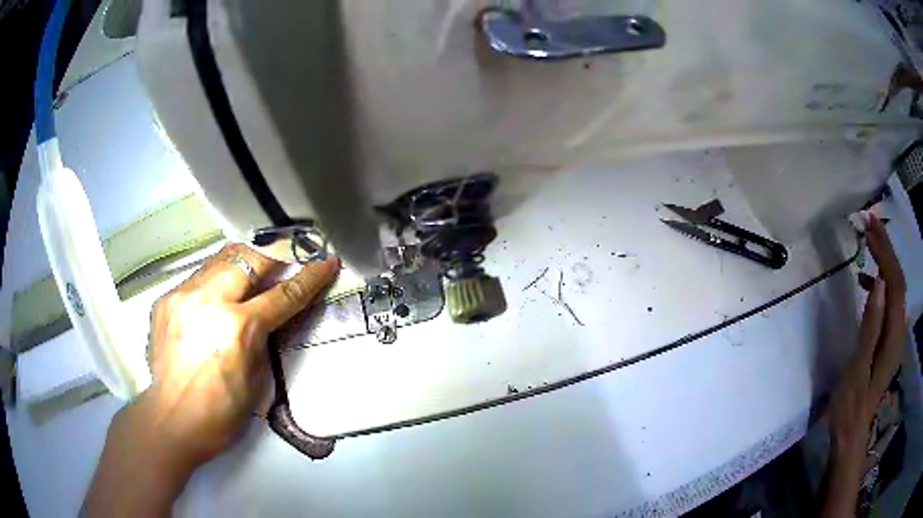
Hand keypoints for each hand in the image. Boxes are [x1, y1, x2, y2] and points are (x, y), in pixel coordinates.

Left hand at [84, 243, 338, 515]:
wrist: (170, 420)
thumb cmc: (220, 414)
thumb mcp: (257, 381)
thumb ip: (265, 339)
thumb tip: (273, 316)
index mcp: (238, 329)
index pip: (283, 294)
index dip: (310, 277)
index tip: (326, 262)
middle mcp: (209, 301)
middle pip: (249, 259)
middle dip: (272, 258)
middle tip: (282, 268)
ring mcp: (183, 296)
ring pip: (220, 258)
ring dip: (242, 265)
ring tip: (249, 278)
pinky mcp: (165, 299)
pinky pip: (198, 277)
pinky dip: (214, 282)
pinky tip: (213, 302)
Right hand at [822, 215, 905, 516]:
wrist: (852, 434)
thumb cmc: (851, 405)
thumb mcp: (857, 368)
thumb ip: (870, 326)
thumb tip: (877, 283)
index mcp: (893, 335)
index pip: (894, 282)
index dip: (884, 252)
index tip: (869, 228)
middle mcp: (899, 329)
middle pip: (898, 280)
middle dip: (886, 248)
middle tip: (870, 222)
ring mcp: (895, 334)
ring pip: (895, 287)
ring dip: (884, 261)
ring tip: (869, 242)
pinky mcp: (889, 338)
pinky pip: (889, 300)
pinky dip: (881, 283)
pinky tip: (868, 281)